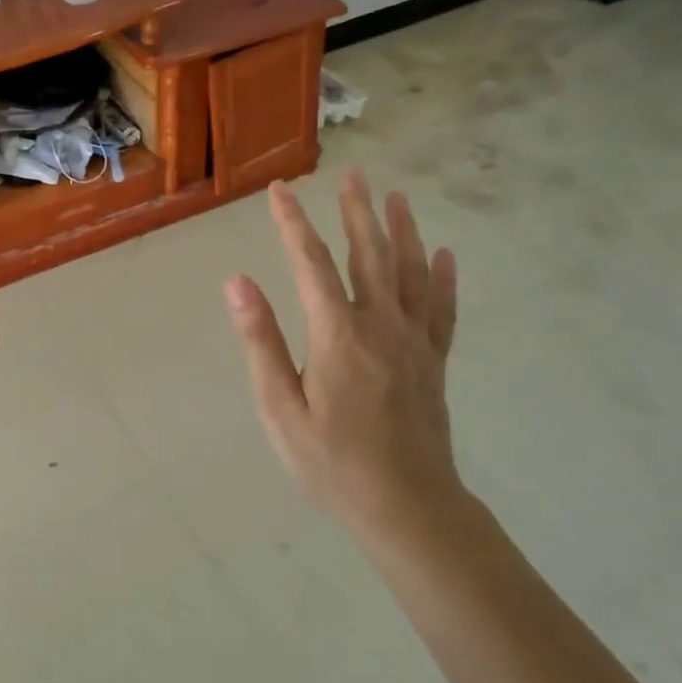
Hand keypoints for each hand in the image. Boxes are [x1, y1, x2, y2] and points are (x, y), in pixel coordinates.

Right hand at [223, 171, 465, 546]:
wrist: (407, 507)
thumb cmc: (332, 463)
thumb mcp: (280, 409)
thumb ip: (261, 342)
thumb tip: (237, 283)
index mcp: (338, 335)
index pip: (312, 264)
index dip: (293, 224)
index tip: (279, 191)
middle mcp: (381, 326)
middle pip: (370, 255)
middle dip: (356, 212)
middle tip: (352, 175)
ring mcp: (414, 342)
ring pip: (410, 272)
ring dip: (402, 231)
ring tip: (396, 197)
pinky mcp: (434, 362)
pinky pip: (442, 309)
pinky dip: (444, 278)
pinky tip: (444, 254)